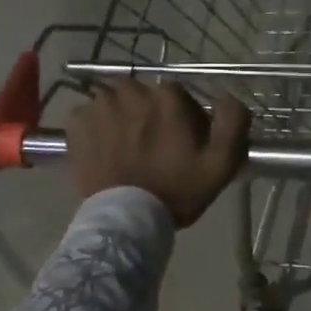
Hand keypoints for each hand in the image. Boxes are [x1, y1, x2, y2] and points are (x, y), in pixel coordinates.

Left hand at [67, 80, 249, 226]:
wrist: (127, 218)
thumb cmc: (177, 192)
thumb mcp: (221, 164)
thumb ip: (233, 123)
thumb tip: (227, 99)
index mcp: (168, 97)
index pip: (178, 97)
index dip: (181, 120)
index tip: (180, 144)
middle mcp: (132, 91)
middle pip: (143, 97)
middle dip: (147, 116)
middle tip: (150, 148)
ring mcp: (100, 105)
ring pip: (115, 103)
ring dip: (120, 119)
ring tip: (124, 149)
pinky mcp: (77, 123)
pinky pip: (88, 116)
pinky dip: (95, 129)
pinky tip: (103, 150)